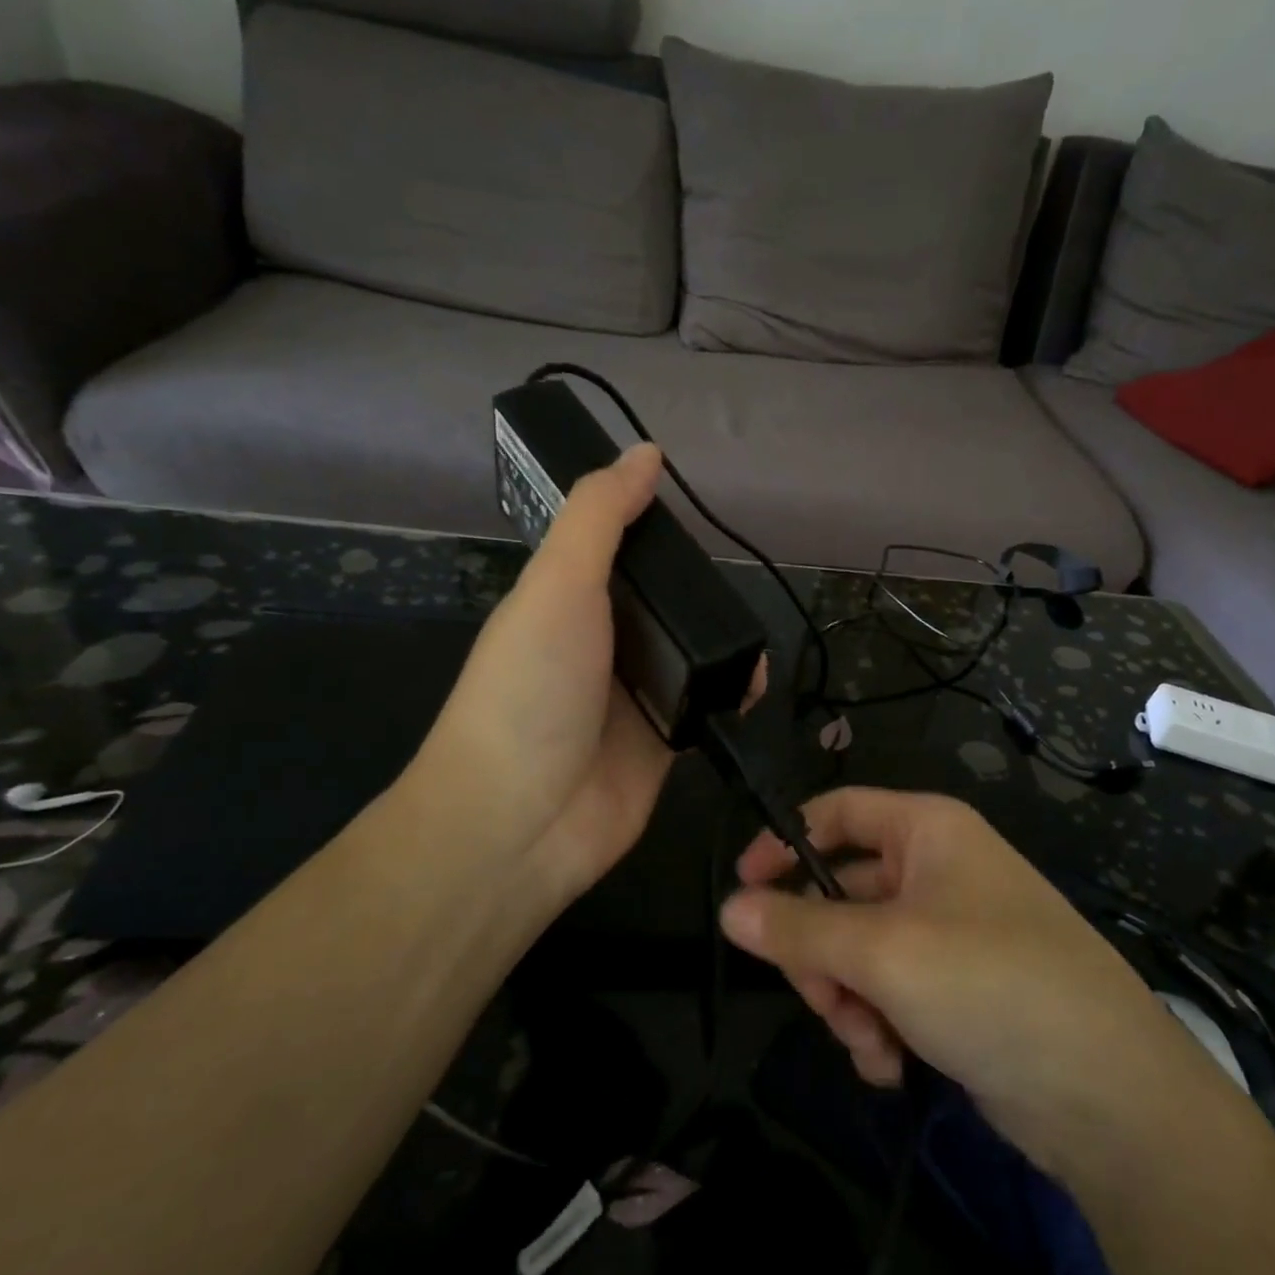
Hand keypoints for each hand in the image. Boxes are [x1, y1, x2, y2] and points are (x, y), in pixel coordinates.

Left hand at [409, 444, 757, 905]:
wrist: (521, 821)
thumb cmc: (531, 689)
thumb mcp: (558, 585)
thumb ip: (600, 517)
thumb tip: (646, 453)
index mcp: (565, 598)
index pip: (616, 548)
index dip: (651, 527)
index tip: (695, 515)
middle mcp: (599, 642)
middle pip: (661, 601)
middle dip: (697, 592)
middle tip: (733, 589)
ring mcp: (631, 695)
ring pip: (689, 653)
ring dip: (722, 645)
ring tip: (751, 642)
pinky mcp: (661, 741)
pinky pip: (704, 704)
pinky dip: (730, 693)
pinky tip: (752, 687)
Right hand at [723, 788, 1213, 1175]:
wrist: (1113, 1098)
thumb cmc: (991, 984)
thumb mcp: (883, 952)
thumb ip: (799, 930)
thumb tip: (729, 910)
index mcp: (927, 831)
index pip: (836, 812)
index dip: (784, 843)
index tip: (743, 891)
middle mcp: (937, 871)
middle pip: (840, 892)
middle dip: (821, 951)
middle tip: (818, 997)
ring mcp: (950, 933)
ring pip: (859, 951)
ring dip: (847, 998)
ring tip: (866, 1040)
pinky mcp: (959, 991)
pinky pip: (890, 992)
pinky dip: (878, 1026)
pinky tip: (889, 1065)